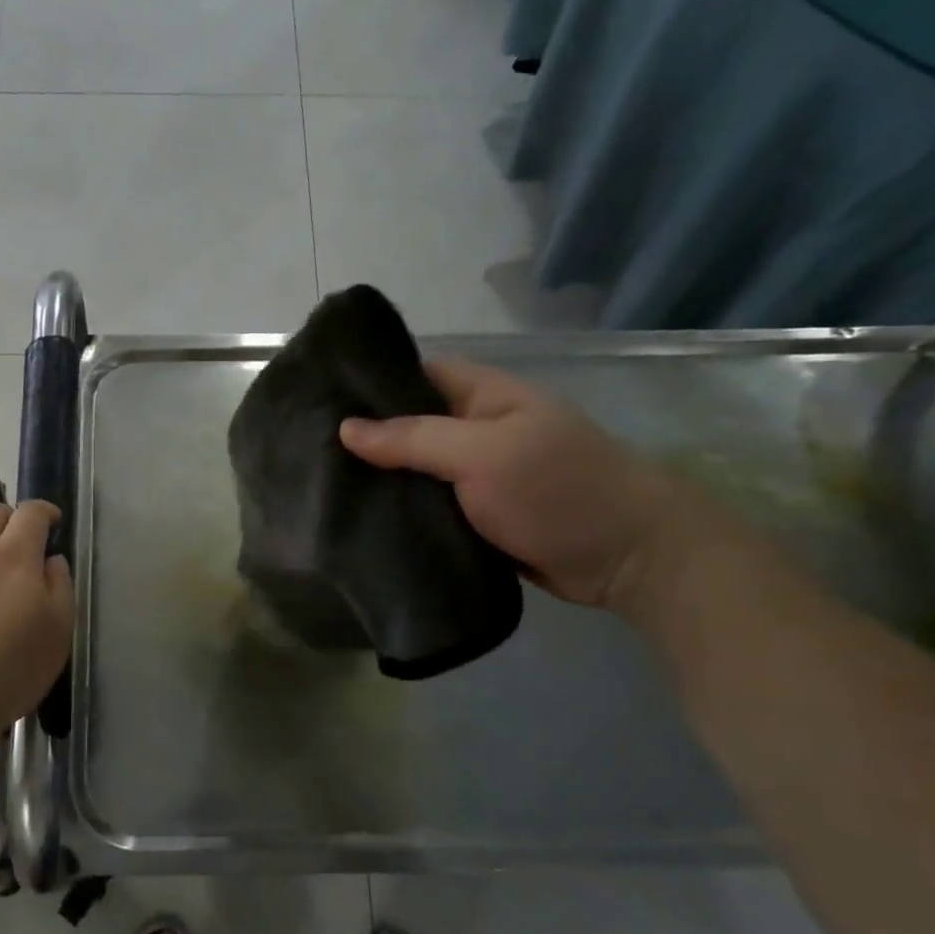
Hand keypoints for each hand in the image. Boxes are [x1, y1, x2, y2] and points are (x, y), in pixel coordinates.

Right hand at [339, 359, 686, 612]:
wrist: (627, 559)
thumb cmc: (557, 488)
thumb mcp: (481, 454)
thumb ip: (412, 439)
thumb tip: (345, 429)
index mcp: (482, 396)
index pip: (415, 374)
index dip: (371, 383)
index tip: (318, 399)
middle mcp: (474, 430)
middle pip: (408, 425)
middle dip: (365, 437)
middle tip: (307, 449)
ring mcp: (475, 476)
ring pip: (414, 471)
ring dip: (378, 480)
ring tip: (320, 486)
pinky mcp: (474, 518)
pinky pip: (427, 507)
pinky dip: (399, 512)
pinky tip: (357, 520)